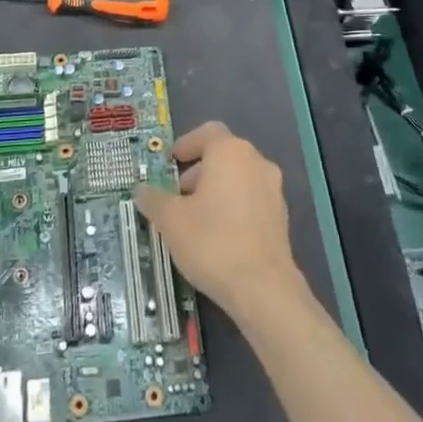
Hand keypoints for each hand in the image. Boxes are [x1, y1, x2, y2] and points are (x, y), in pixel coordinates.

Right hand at [134, 121, 305, 324]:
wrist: (263, 289)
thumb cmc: (212, 242)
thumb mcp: (171, 220)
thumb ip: (153, 199)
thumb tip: (141, 189)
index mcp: (230, 152)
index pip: (207, 132)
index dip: (186, 144)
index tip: (171, 162)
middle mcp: (256, 162)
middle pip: (223, 155)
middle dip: (198, 171)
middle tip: (177, 194)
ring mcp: (273, 190)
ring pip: (238, 178)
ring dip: (216, 189)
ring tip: (195, 219)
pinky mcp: (281, 217)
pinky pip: (251, 200)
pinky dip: (234, 207)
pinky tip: (218, 236)